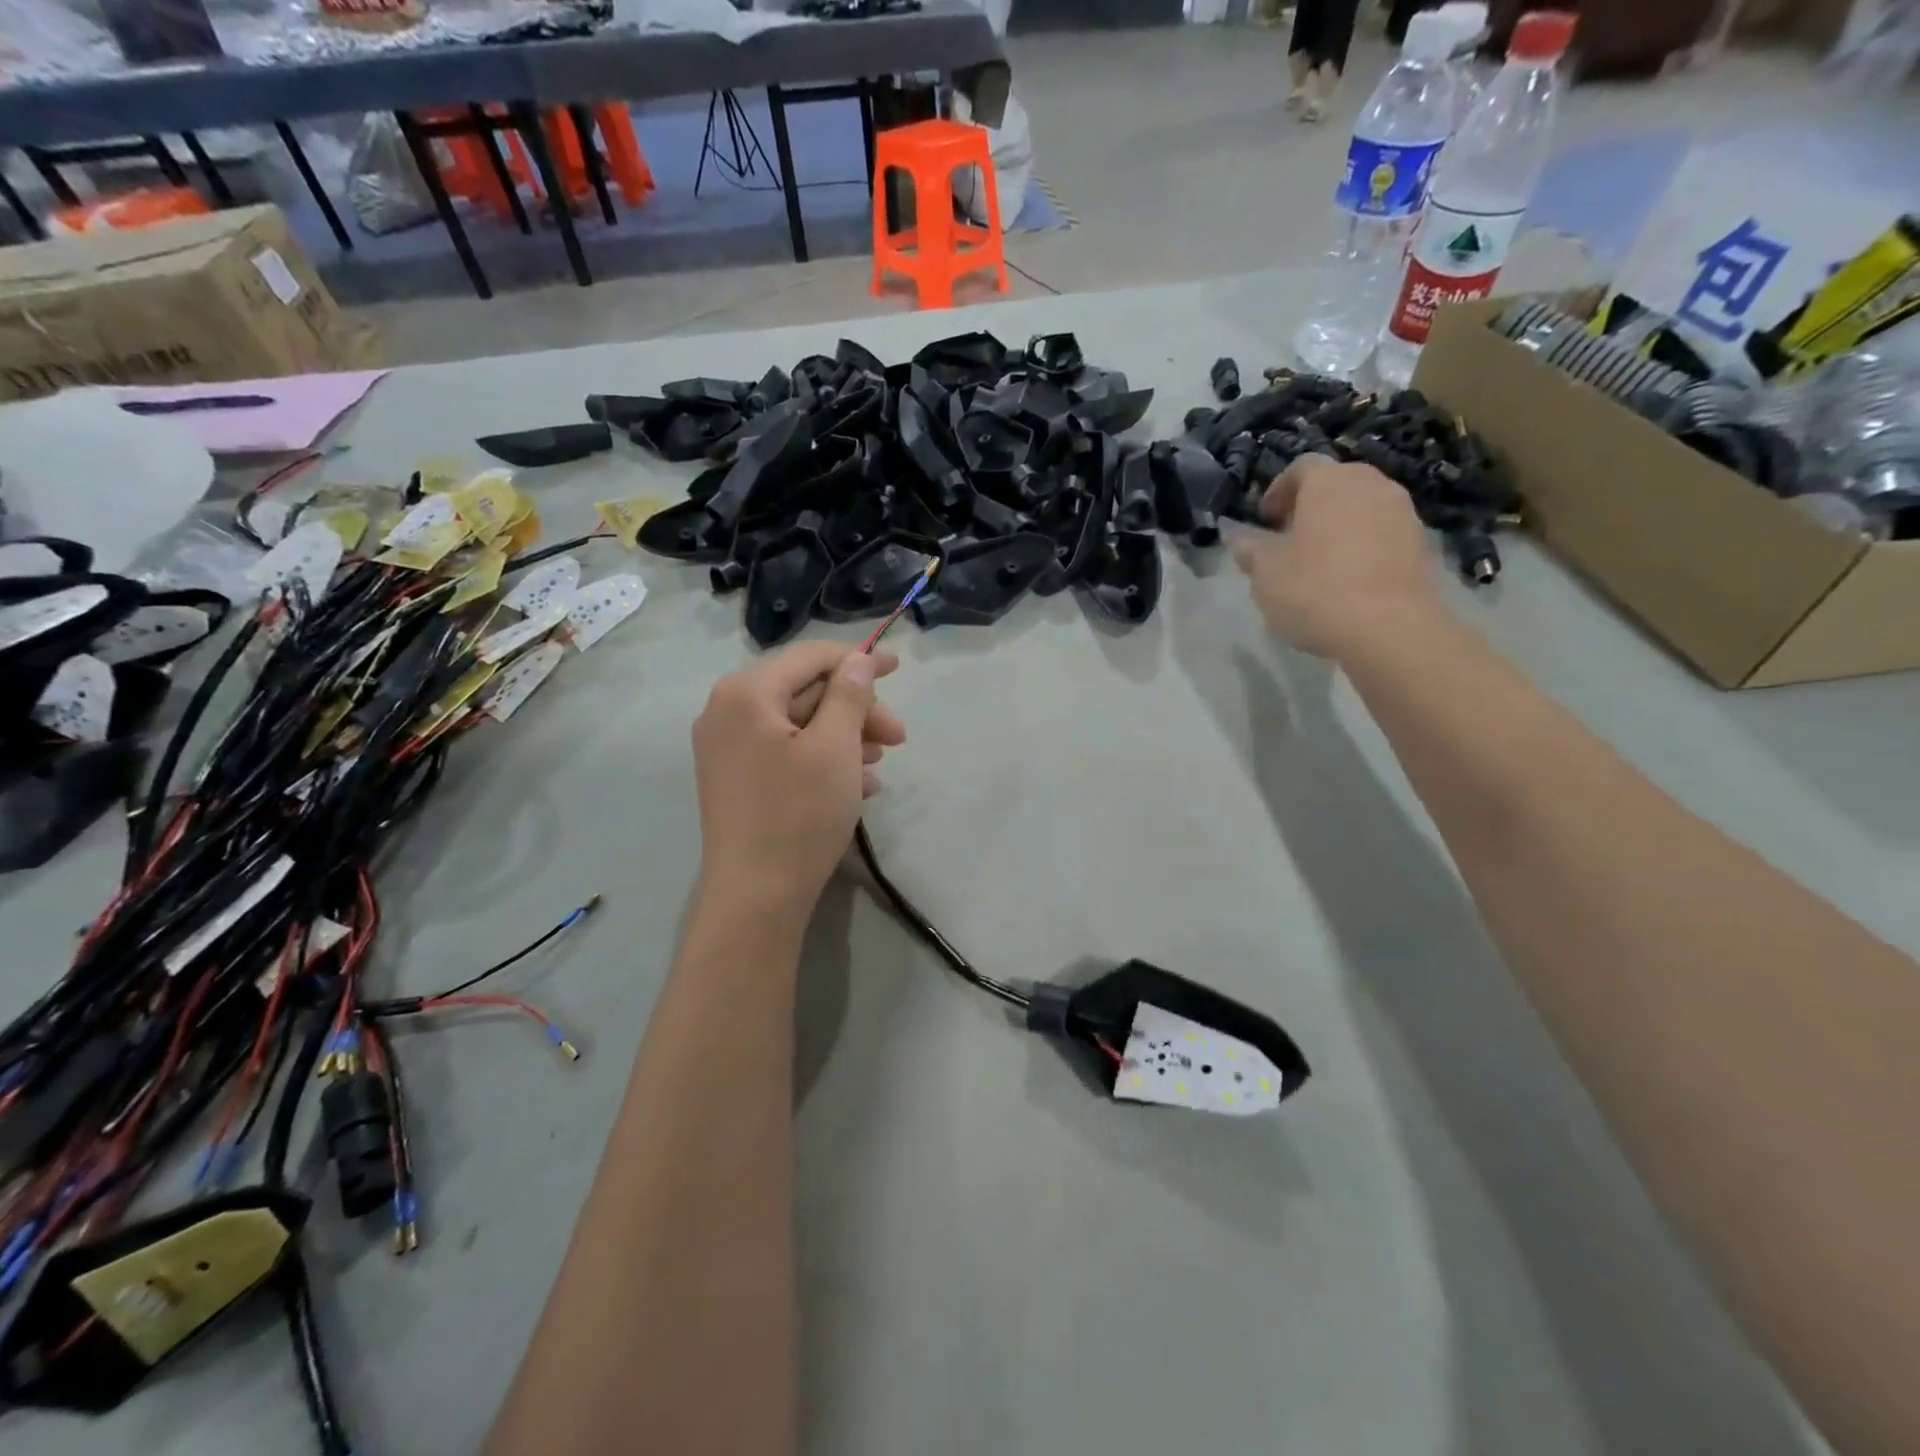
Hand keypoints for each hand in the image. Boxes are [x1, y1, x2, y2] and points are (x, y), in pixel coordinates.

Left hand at [691, 641, 904, 922]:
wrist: (756, 895)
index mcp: (746, 692)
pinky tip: (857, 785)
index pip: (811, 657)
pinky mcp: (734, 778)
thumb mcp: (835, 748)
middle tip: (898, 737)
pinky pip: (784, 752)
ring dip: (845, 737)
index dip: (859, 659)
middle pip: (805, 692)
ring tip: (879, 764)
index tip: (899, 668)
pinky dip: (822, 760)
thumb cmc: (799, 814)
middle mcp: (727, 710)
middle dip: (856, 710)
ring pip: (798, 724)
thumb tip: (860, 660)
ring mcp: (726, 747)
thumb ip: (849, 695)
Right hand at [1229, 455, 1440, 658]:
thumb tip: (1237, 536)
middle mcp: (1371, 484)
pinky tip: (1347, 581)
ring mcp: (1402, 512)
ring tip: (1318, 563)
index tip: (1264, 521)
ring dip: (1337, 527)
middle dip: (1309, 507)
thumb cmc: (1314, 589)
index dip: (1278, 491)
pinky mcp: (1421, 543)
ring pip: (1361, 508)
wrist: (1388, 628)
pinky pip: (1382, 534)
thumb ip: (1249, 548)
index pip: (1300, 467)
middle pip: (1334, 484)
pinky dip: (1362, 547)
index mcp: (1328, 481)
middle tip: (1288, 540)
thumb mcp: (1265, 572)